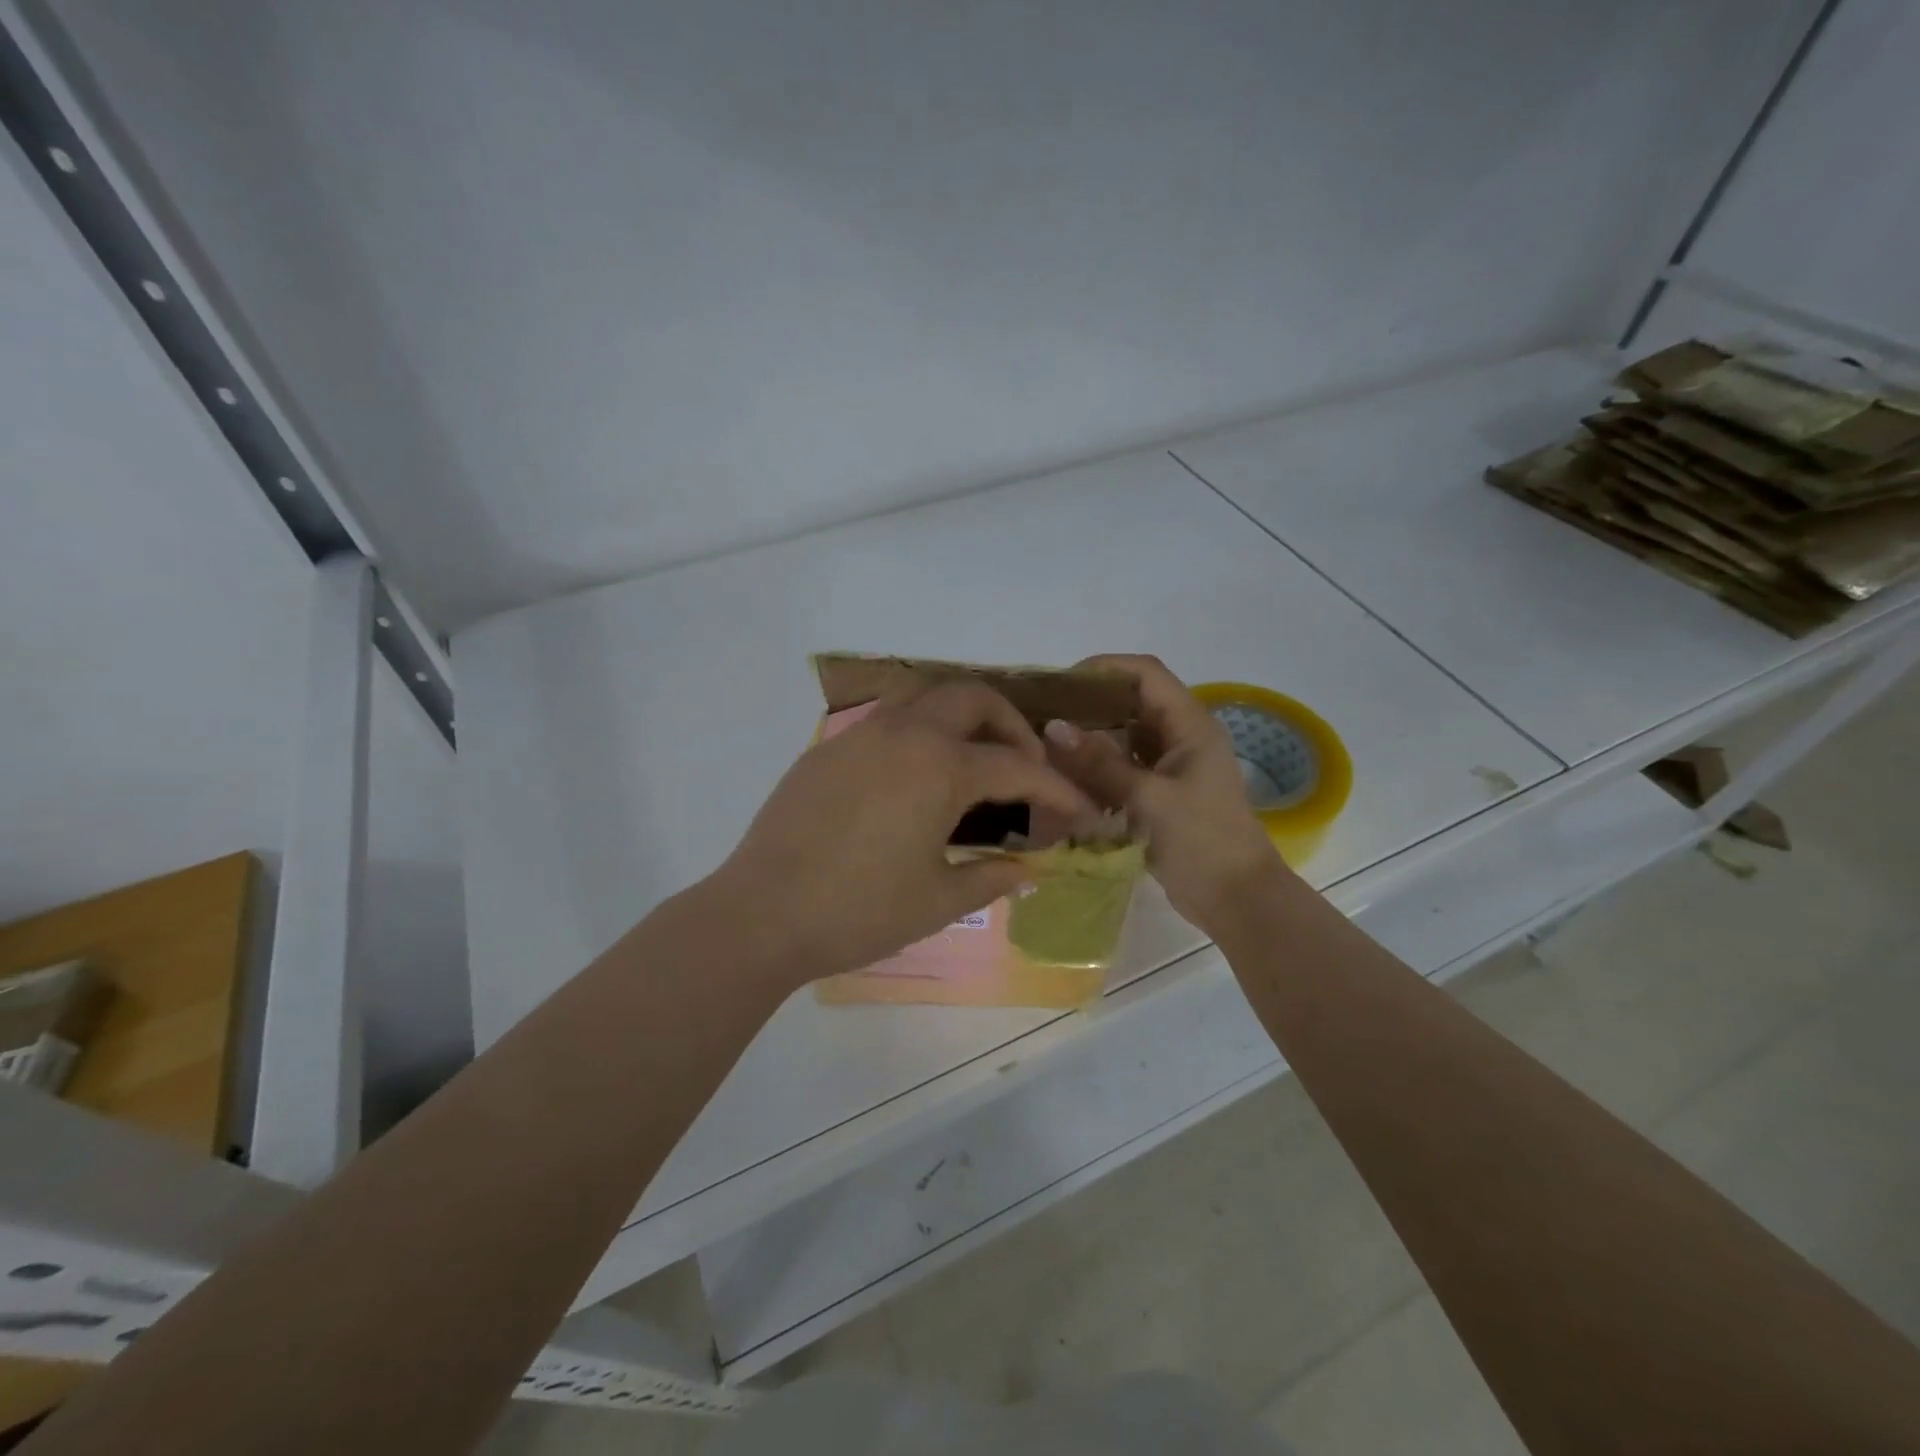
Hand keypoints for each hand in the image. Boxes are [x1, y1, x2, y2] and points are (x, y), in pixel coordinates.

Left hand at [710, 679, 1097, 986]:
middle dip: (1011, 725)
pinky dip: (917, 730)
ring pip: (923, 694)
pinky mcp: (827, 749)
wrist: (761, 915)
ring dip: (960, 713)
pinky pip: (885, 719)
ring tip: (972, 755)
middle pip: (972, 698)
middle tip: (1023, 766)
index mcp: (939, 767)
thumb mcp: (938, 900)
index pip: (1017, 766)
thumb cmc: (859, 912)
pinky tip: (914, 776)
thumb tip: (1029, 871)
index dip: (1057, 789)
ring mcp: (860, 735)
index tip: (1080, 811)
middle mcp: (904, 734)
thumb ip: (992, 877)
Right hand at [1041, 654, 1284, 930]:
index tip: (1061, 683)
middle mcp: (1181, 737)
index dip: (1104, 668)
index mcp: (1190, 725)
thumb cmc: (1201, 842)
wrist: (1236, 899)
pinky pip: (1124, 767)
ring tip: (1047, 744)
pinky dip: (1098, 768)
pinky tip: (1067, 777)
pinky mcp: (1161, 793)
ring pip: (1125, 737)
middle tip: (1044, 715)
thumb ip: (1099, 763)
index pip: (1146, 673)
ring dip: (1091, 739)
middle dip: (1089, 704)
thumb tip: (1053, 727)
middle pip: (1132, 702)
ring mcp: (1171, 766)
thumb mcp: (1147, 799)